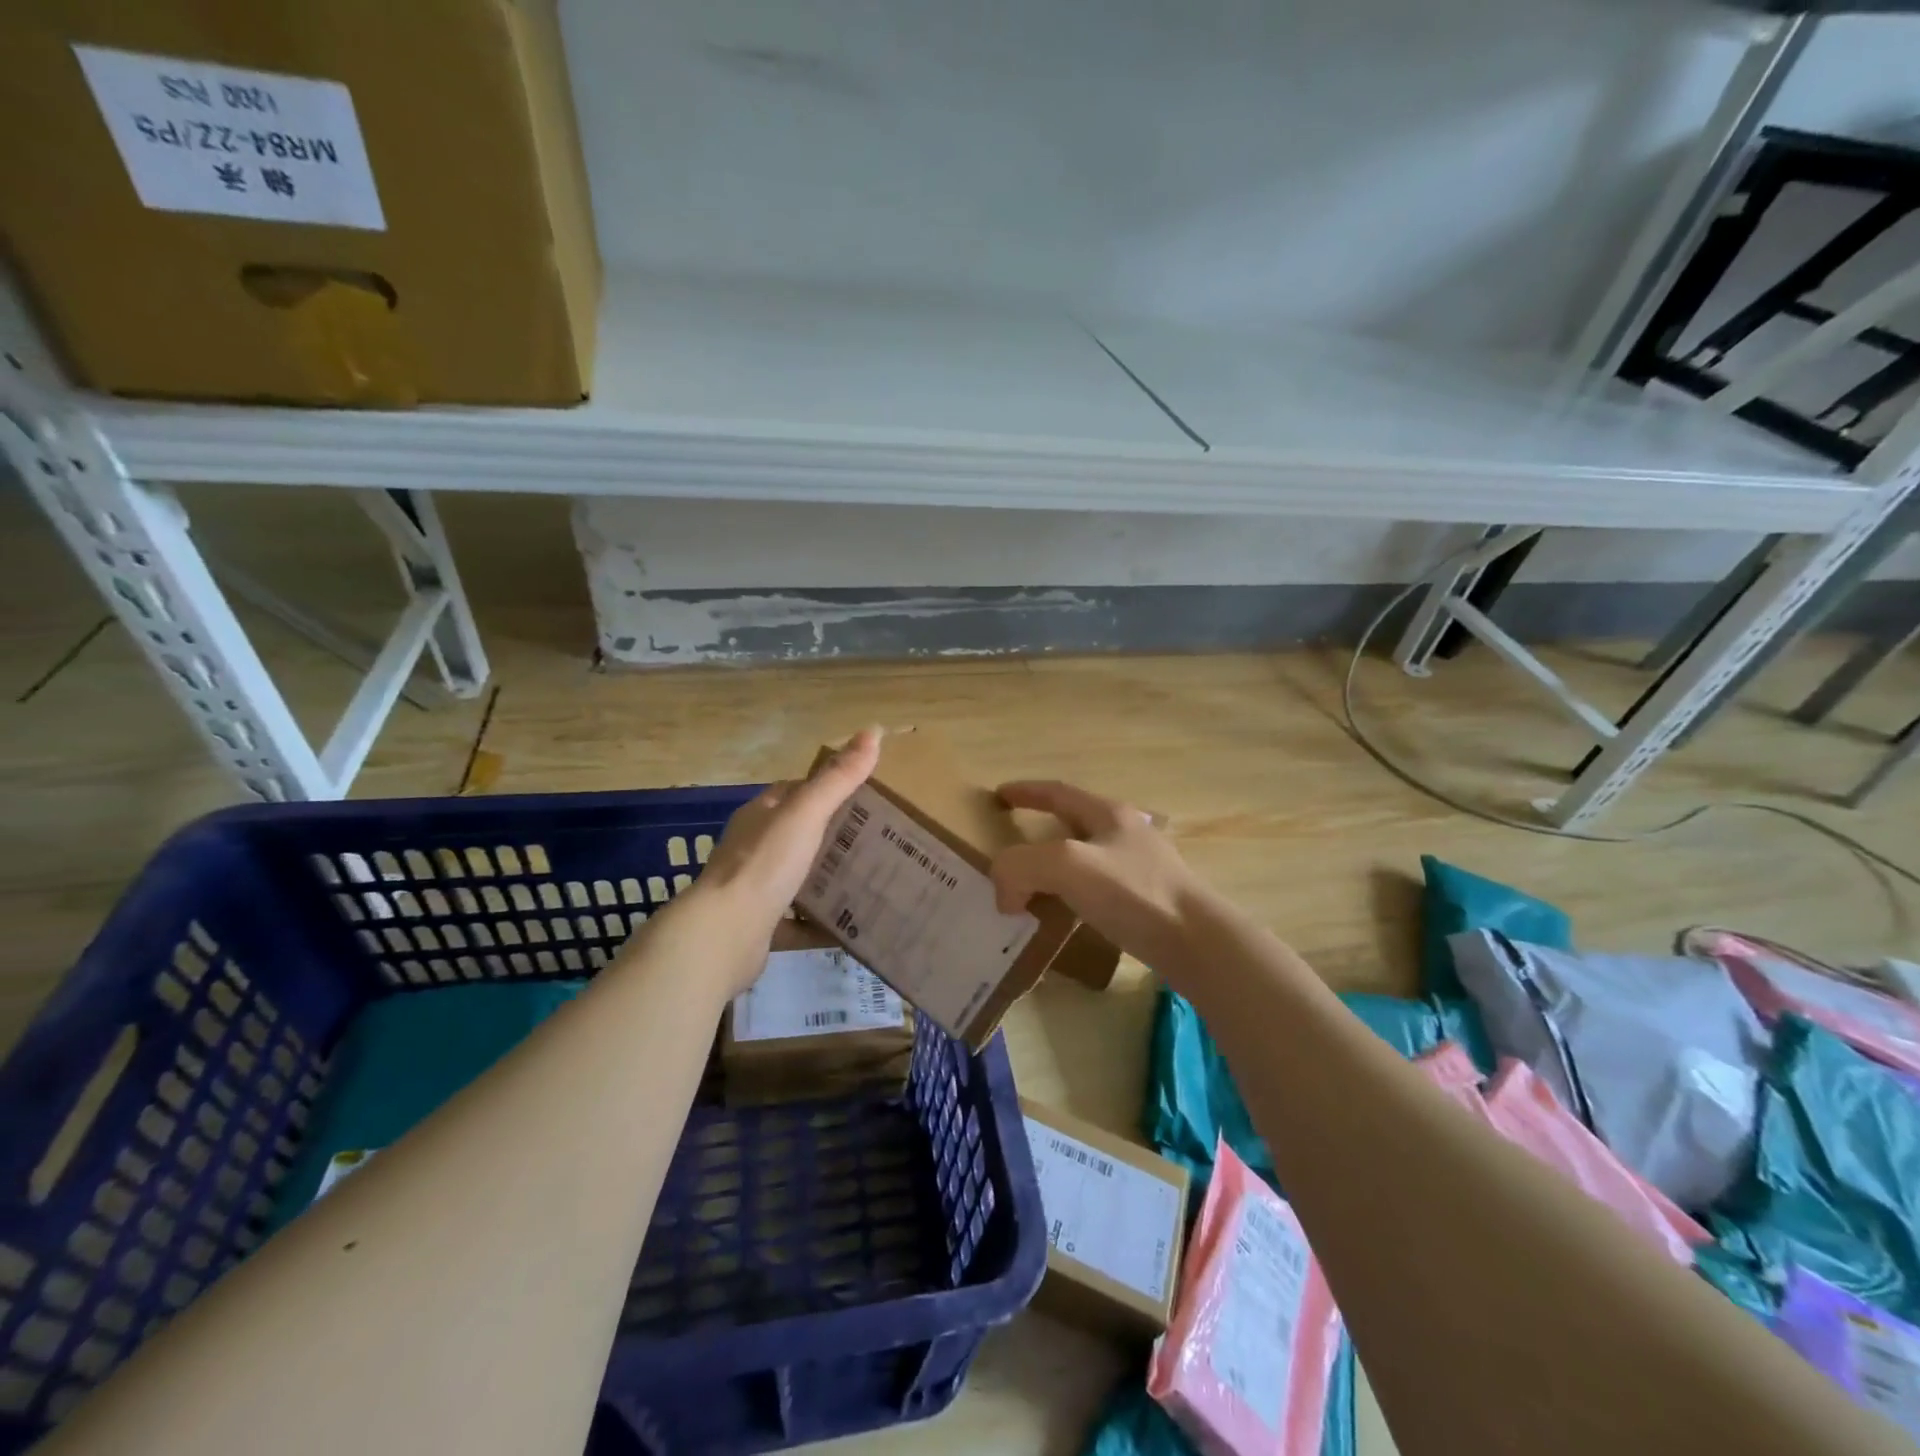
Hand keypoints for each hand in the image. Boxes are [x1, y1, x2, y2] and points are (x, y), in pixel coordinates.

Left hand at [694, 728, 881, 952]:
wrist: (724, 935)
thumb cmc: (764, 864)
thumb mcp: (806, 813)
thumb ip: (838, 777)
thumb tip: (872, 730)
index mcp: (759, 816)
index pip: (794, 792)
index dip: (826, 788)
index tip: (864, 794)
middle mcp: (752, 848)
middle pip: (798, 834)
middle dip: (832, 835)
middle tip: (878, 838)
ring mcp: (752, 889)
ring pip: (796, 877)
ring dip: (826, 877)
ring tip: (871, 878)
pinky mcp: (758, 926)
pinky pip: (795, 921)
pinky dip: (818, 922)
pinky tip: (848, 925)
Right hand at [990, 780, 1205, 975]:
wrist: (1197, 942)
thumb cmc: (1133, 892)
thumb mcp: (1066, 866)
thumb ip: (1021, 867)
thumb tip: (1005, 894)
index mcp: (1108, 814)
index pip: (1057, 792)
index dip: (1026, 791)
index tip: (998, 794)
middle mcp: (1126, 833)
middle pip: (1073, 822)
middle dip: (1040, 830)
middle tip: (1011, 847)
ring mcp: (1141, 867)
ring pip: (1085, 859)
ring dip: (1054, 868)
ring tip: (1030, 888)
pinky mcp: (1147, 901)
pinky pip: (1097, 890)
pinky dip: (1071, 896)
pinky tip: (1064, 918)